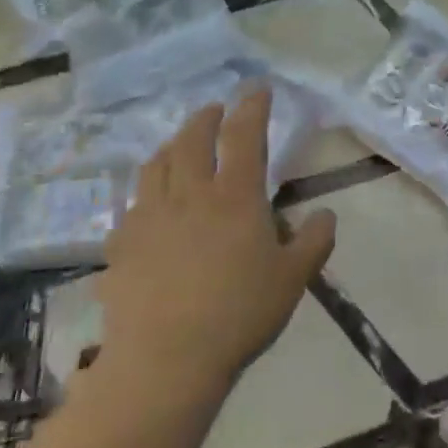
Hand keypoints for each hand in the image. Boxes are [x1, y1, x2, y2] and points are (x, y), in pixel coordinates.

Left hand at [97, 89, 336, 381]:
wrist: (166, 360)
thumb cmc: (239, 314)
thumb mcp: (294, 278)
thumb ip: (314, 241)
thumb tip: (326, 214)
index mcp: (235, 196)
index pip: (244, 135)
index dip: (252, 107)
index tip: (256, 88)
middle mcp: (189, 195)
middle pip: (192, 139)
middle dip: (206, 117)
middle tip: (215, 110)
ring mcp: (149, 217)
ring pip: (157, 165)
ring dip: (172, 145)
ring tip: (179, 143)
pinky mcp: (121, 244)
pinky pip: (132, 204)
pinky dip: (145, 190)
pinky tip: (148, 203)